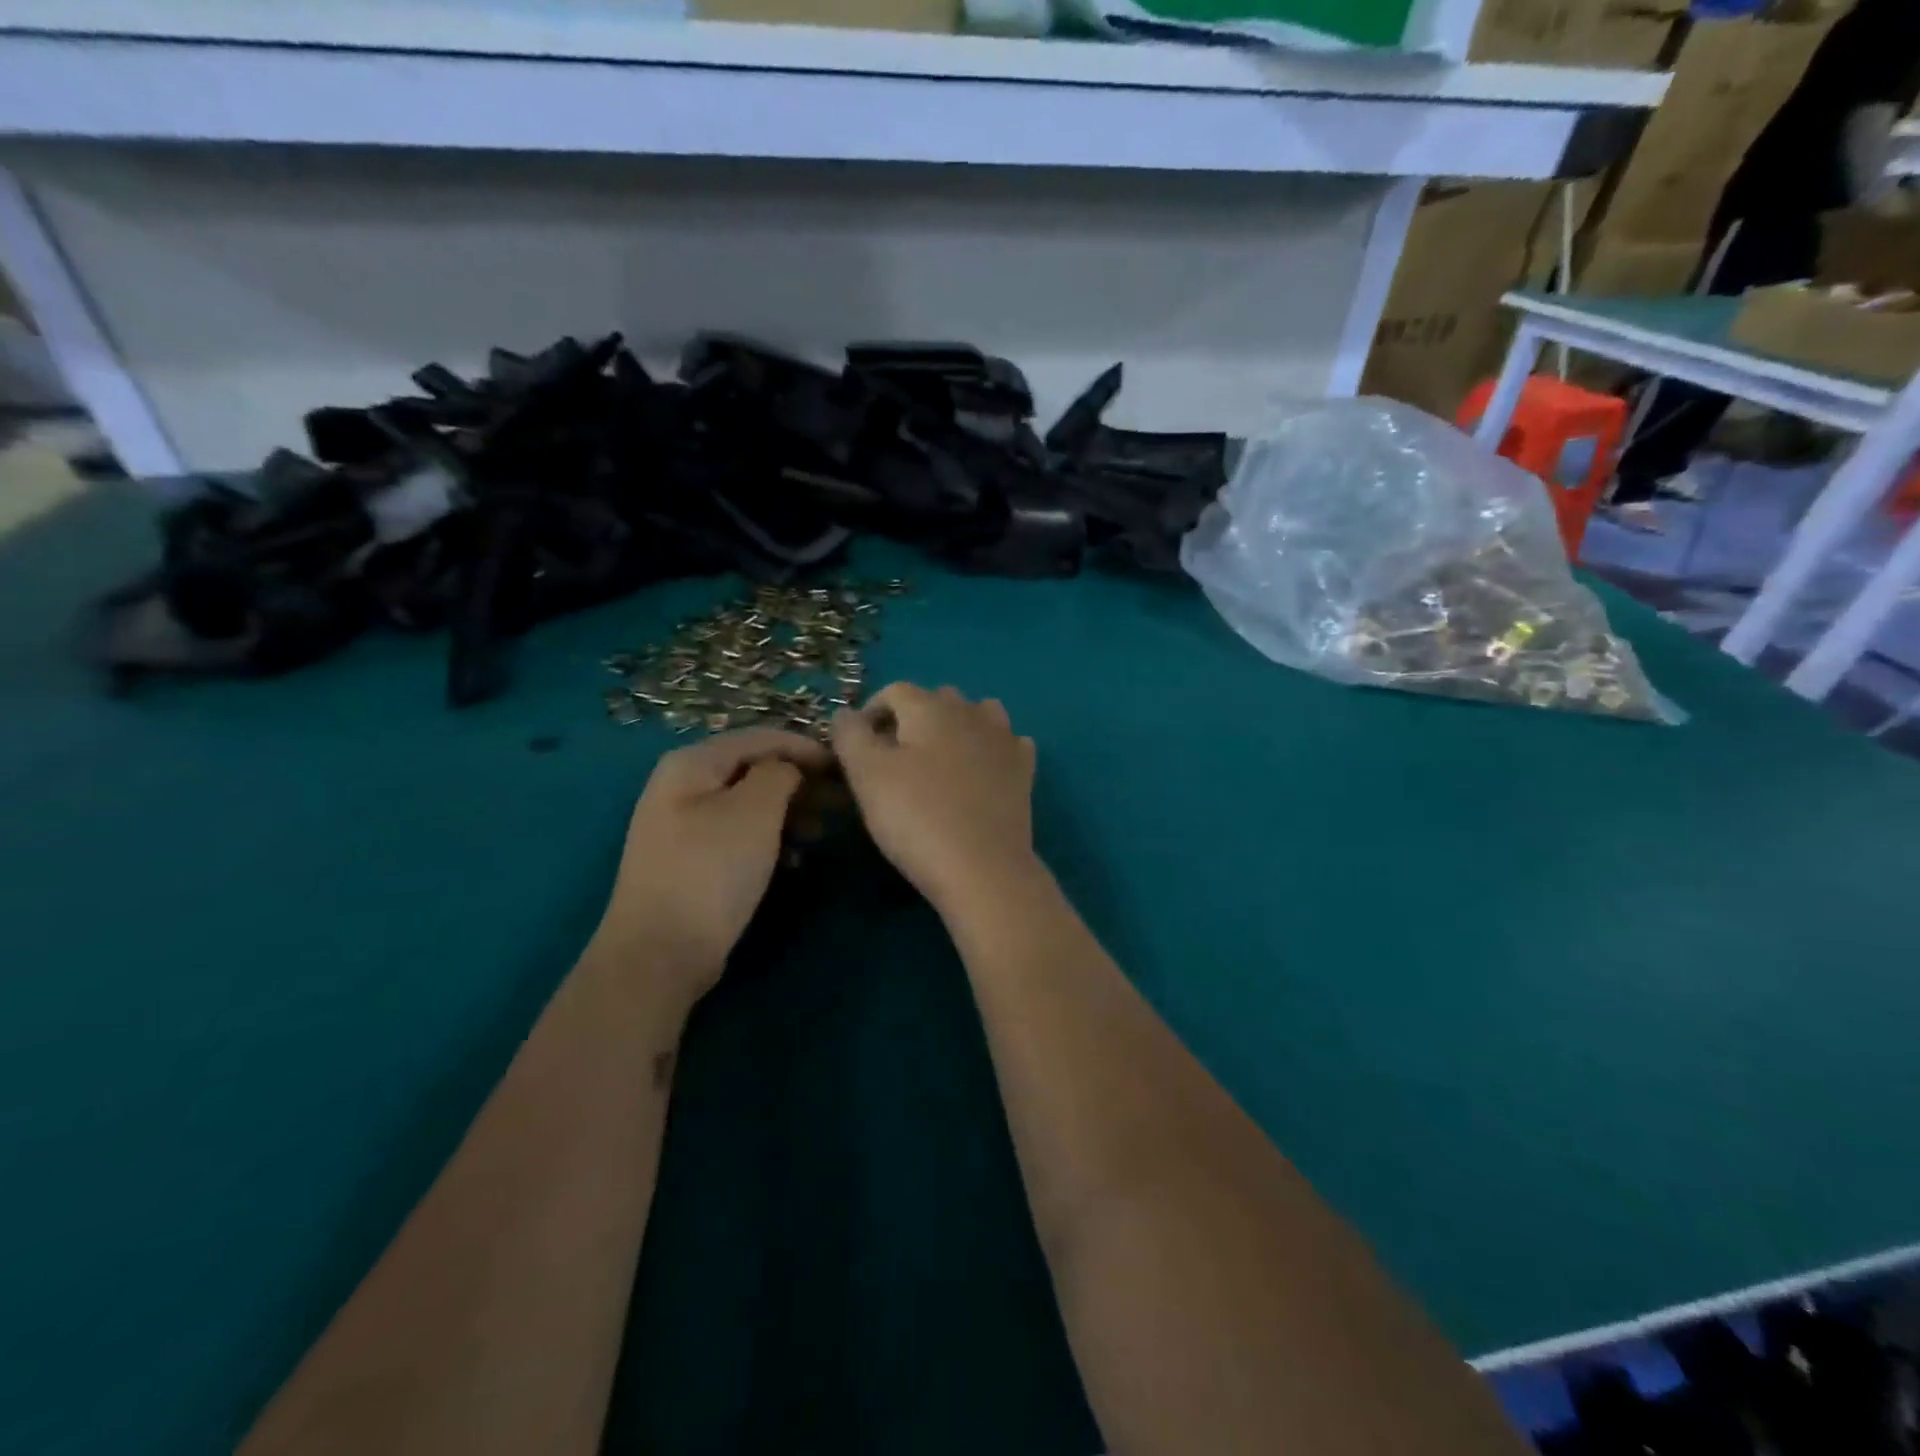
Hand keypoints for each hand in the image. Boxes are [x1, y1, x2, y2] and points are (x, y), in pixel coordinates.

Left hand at [596, 728, 830, 993]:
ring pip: (749, 803)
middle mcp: (682, 785)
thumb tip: (790, 768)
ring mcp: (683, 824)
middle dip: (799, 782)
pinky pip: (739, 833)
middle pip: (753, 768)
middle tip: (839, 804)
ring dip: (789, 812)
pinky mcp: (692, 859)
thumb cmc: (712, 871)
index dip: (806, 747)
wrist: (660, 953)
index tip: (845, 767)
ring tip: (820, 834)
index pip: (760, 737)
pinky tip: (792, 859)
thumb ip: (780, 773)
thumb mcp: (755, 811)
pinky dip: (769, 838)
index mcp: (692, 763)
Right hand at [832, 684, 1038, 916]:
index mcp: (930, 707)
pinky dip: (990, 749)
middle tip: (893, 758)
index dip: (871, 712)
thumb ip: (850, 734)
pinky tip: (980, 772)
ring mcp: (1004, 740)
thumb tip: (846, 714)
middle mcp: (971, 712)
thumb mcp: (866, 774)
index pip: (894, 691)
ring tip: (938, 761)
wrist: (982, 867)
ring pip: (978, 714)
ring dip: (956, 727)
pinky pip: (1007, 744)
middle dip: (912, 719)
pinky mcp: (1024, 770)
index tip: (857, 746)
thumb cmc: (916, 816)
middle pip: (937, 699)